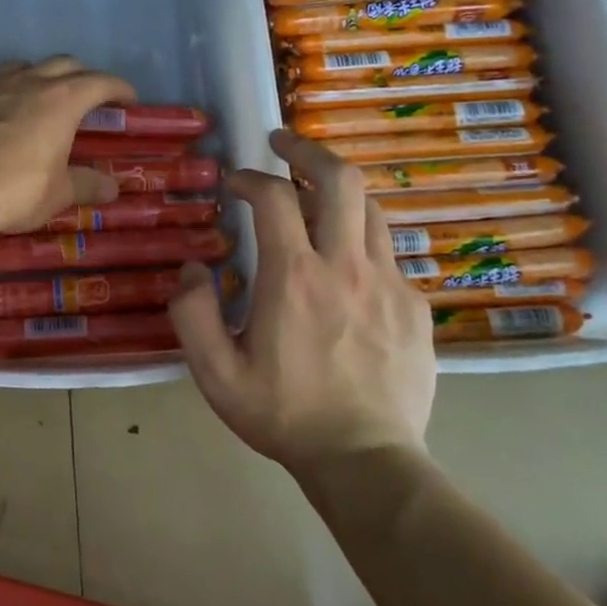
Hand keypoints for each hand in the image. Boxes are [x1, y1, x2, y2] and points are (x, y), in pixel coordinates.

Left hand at [0, 57, 137, 237]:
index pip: (100, 82)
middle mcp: (29, 82)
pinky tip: (2, 113)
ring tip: (44, 99)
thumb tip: (112, 187)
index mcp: (62, 100)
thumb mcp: (57, 194)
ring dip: (42, 77)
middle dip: (83, 77)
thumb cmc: (15, 191)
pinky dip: (7, 90)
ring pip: (25, 67)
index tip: (129, 101)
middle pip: (65, 64)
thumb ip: (86, 185)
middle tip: (90, 100)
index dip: (119, 88)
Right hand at [171, 128, 435, 472]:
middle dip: (307, 150)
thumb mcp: (216, 374)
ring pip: (370, 207)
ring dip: (338, 190)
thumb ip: (192, 313)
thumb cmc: (284, 416)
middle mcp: (345, 265)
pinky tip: (346, 261)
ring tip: (315, 193)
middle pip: (339, 179)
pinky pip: (388, 251)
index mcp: (293, 277)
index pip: (273, 198)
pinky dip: (361, 237)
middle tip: (283, 143)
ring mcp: (388, 282)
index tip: (235, 183)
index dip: (250, 178)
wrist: (366, 462)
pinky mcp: (415, 304)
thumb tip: (193, 267)